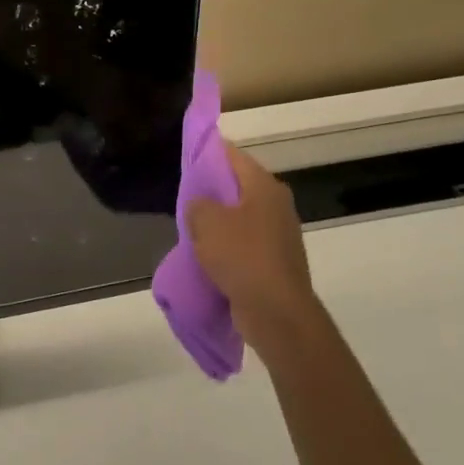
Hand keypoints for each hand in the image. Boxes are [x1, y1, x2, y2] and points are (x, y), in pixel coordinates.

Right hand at [186, 141, 324, 360]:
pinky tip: (208, 255)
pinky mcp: (276, 260)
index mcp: (264, 187)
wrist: (276, 311)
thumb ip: (197, 203)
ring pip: (240, 217)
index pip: (233, 156)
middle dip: (212, 191)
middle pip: (238, 186)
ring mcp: (279, 234)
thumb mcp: (206, 221)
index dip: (208, 153)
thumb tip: (200, 204)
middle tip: (184, 197)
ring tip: (192, 229)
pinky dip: (228, 245)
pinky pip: (245, 243)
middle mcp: (277, 205)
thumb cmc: (241, 256)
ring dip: (219, 222)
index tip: (187, 158)